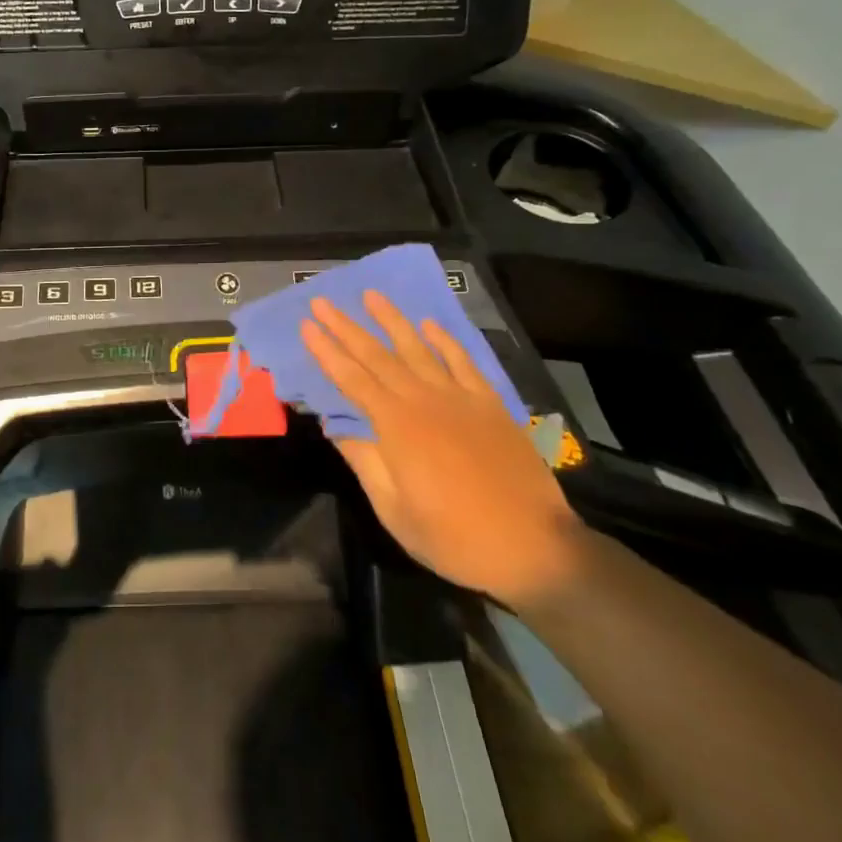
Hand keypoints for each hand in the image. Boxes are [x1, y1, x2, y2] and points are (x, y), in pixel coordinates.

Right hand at [302, 292, 587, 607]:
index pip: (351, 379)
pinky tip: (430, 325)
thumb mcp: (395, 511)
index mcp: (396, 426)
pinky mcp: (490, 405)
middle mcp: (424, 401)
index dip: (326, 352)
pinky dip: (445, 341)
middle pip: (377, 356)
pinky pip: (463, 362)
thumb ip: (365, 463)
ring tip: (371, 295)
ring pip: (418, 349)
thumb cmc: (454, 537)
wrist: (534, 547)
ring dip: (392, 320)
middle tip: (322, 302)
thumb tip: (337, 429)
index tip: (306, 325)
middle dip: (346, 327)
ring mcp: (460, 398)